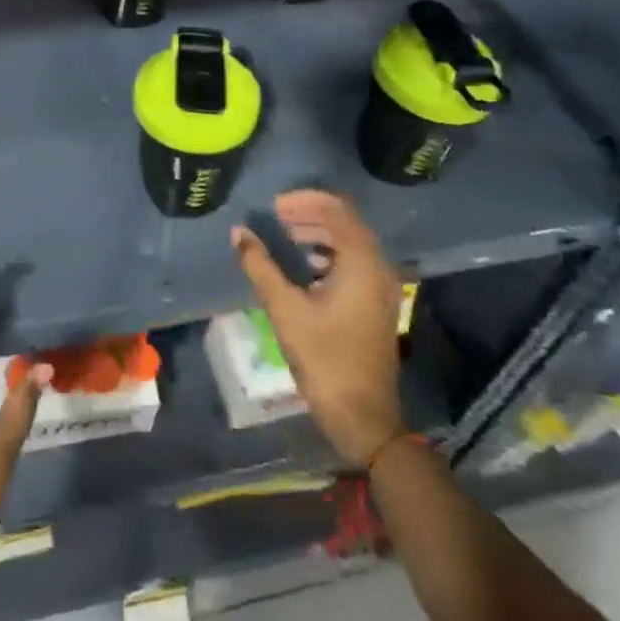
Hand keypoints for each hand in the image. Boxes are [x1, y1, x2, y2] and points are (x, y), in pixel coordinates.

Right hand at [231, 190, 405, 466]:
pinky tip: (305, 266)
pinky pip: (354, 262)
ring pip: (350, 242)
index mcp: (362, 262)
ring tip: (286, 237)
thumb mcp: (286, 310)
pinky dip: (329, 253)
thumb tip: (238, 232)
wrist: (365, 419)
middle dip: (310, 214)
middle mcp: (378, 267)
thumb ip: (261, 266)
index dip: (304, 201)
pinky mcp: (376, 304)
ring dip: (319, 233)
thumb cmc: (325, 360)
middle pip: (345, 222)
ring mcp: (381, 287)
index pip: (337, 209)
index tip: (274, 207)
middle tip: (276, 218)